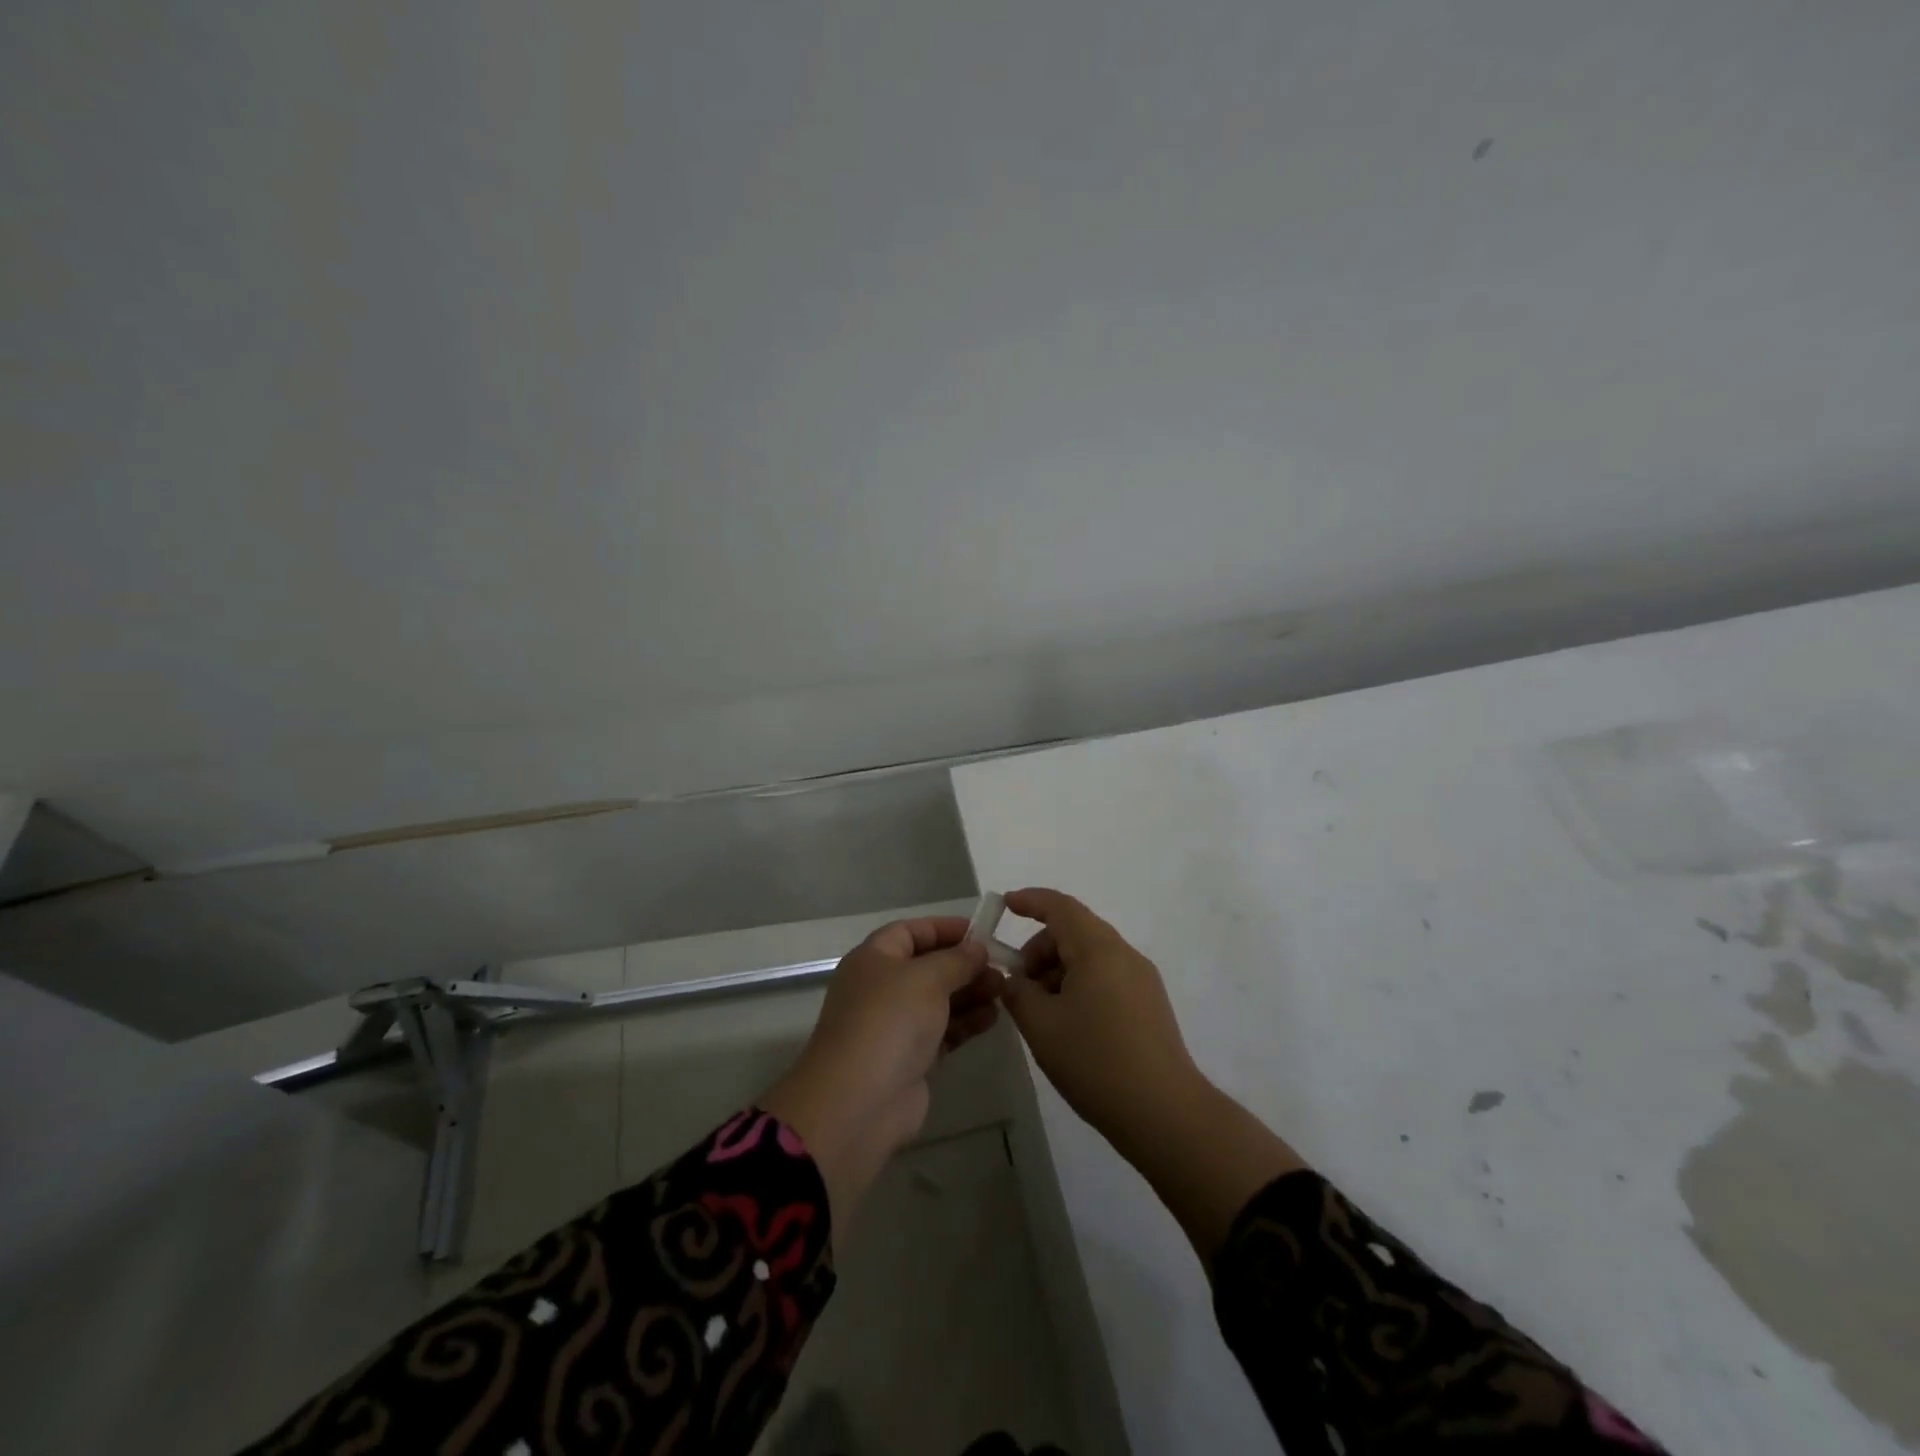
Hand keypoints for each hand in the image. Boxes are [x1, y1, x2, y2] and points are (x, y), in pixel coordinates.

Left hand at [762, 916, 1001, 1239]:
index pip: (911, 932)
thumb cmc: (890, 1021)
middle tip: (1001, 968)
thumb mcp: (927, 977)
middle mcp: (881, 988)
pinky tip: (992, 1019)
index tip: (982, 933)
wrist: (859, 1101)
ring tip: (1003, 992)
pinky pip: (942, 1031)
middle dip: (964, 965)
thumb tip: (977, 948)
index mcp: (874, 959)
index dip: (945, 929)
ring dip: (970, 993)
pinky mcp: (909, 1058)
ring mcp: (894, 1025)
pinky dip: (965, 1023)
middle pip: (928, 966)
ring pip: (938, 1000)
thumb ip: (956, 959)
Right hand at [1000, 888, 1304, 1261]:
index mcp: (1098, 949)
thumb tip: (1016, 981)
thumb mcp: (1042, 1026)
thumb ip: (1019, 993)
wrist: (1165, 1113)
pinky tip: (1069, 1024)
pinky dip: (1080, 985)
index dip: (1030, 901)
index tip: (1006, 905)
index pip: (1061, 907)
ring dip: (1059, 971)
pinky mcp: (1150, 1004)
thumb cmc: (1096, 1062)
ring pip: (1091, 956)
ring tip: (1043, 1013)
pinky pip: (1107, 977)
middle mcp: (1124, 954)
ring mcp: (1142, 979)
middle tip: (1020, 986)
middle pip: (1075, 931)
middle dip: (1041, 949)